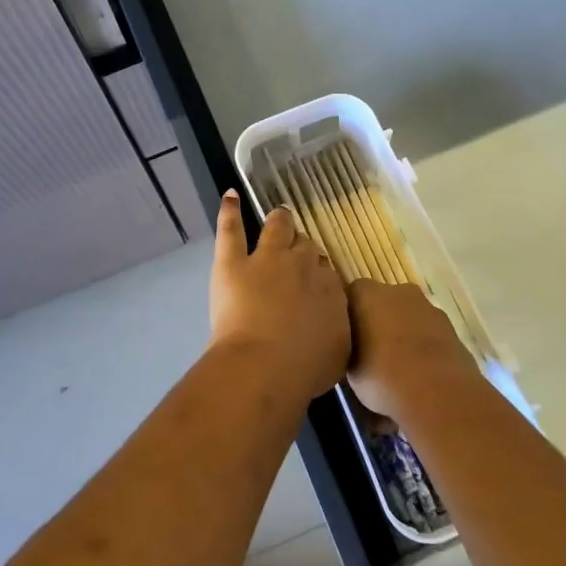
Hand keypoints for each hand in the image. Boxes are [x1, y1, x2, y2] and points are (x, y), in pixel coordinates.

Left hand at [210, 192, 350, 404]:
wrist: (265, 366)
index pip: (327, 273)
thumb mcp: (336, 354)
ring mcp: (267, 259)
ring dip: (279, 221)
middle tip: (298, 254)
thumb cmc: (304, 370)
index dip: (320, 276)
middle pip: (306, 247)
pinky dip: (230, 211)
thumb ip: (335, 332)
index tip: (315, 284)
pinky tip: (230, 195)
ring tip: (278, 216)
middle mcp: (302, 266)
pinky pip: (231, 229)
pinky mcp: (233, 262)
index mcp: (330, 289)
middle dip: (303, 249)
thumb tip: (331, 324)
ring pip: (277, 228)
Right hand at [345, 280, 476, 425]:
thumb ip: (349, 350)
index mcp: (367, 293)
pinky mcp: (451, 328)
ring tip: (398, 367)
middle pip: (383, 302)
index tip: (347, 339)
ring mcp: (429, 308)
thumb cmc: (383, 377)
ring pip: (408, 317)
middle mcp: (398, 291)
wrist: (439, 394)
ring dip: (403, 334)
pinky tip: (420, 374)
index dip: (349, 317)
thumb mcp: (349, 370)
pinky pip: (428, 334)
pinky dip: (423, 347)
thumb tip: (354, 350)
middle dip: (378, 322)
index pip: (351, 295)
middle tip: (371, 352)